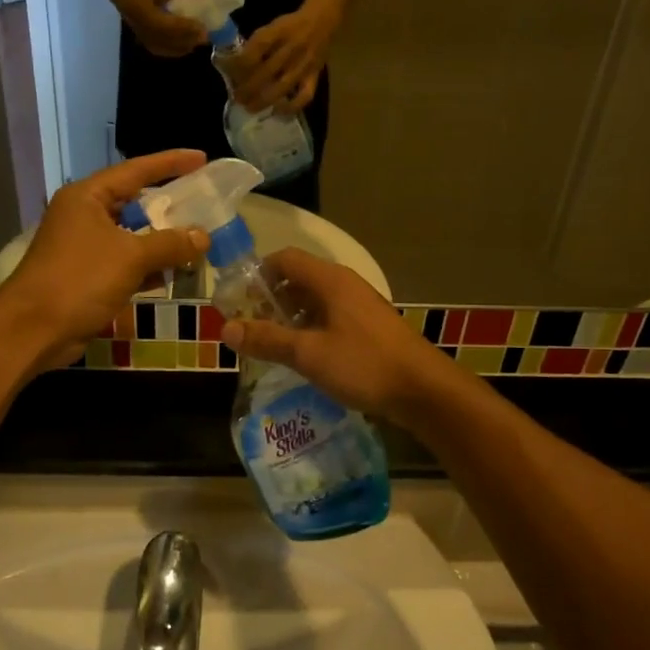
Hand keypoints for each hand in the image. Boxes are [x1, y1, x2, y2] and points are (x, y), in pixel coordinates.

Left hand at [0, 151, 210, 367]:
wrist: (34, 330)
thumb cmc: (80, 280)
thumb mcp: (131, 257)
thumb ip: (170, 244)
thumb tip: (203, 237)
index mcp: (88, 197)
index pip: (136, 170)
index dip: (171, 163)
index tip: (202, 158)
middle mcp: (84, 215)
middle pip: (135, 202)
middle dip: (170, 206)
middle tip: (205, 203)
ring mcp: (84, 247)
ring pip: (132, 236)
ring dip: (163, 240)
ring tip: (199, 240)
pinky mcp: (87, 276)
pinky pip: (126, 263)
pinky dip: (149, 266)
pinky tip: (175, 273)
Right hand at [107, 0, 210, 57]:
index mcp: (141, 12)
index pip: (165, 26)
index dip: (184, 28)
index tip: (202, 27)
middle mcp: (140, 28)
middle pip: (166, 40)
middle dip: (187, 39)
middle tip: (206, 35)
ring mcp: (141, 36)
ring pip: (164, 47)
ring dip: (183, 46)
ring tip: (200, 40)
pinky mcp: (144, 39)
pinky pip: (161, 49)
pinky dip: (176, 49)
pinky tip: (188, 45)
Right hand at [221, 249, 451, 426]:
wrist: (423, 390)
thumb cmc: (363, 364)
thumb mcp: (308, 354)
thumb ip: (267, 339)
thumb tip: (226, 328)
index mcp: (330, 280)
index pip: (284, 259)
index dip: (258, 275)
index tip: (239, 301)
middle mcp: (345, 285)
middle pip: (299, 279)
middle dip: (271, 300)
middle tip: (251, 327)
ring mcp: (360, 305)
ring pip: (315, 300)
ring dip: (291, 317)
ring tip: (272, 345)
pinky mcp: (369, 327)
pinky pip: (331, 317)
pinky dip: (311, 329)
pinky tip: (304, 357)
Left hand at [234, 6, 333, 113]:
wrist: (322, 20)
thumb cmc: (290, 25)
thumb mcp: (271, 26)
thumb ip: (256, 44)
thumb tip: (235, 65)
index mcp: (278, 32)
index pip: (254, 50)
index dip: (238, 64)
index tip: (227, 73)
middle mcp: (291, 48)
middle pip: (265, 72)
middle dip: (247, 88)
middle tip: (236, 98)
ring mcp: (304, 64)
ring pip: (281, 87)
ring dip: (263, 100)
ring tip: (250, 108)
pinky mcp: (314, 76)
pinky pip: (305, 96)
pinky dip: (291, 107)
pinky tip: (277, 112)